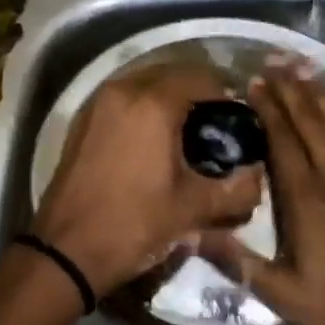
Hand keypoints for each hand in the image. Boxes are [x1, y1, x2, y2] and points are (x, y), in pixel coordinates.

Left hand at [32, 63, 262, 297]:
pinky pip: (122, 98)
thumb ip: (236, 190)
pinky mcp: (82, 121)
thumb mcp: (192, 209)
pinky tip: (154, 137)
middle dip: (197, 90)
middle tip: (217, 121)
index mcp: (153, 103)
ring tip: (188, 128)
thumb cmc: (134, 224)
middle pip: (171, 73)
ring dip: (168, 96)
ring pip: (143, 82)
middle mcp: (123, 91)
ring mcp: (97, 103)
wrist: (66, 251)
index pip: (201, 77)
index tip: (240, 117)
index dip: (226, 92)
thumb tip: (259, 177)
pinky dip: (143, 106)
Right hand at [206, 65, 324, 324]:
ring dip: (323, 96)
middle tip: (275, 62)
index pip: (284, 143)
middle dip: (292, 91)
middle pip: (313, 124)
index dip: (269, 111)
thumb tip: (194, 234)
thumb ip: (241, 264)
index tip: (254, 83)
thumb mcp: (287, 299)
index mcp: (309, 203)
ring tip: (306, 70)